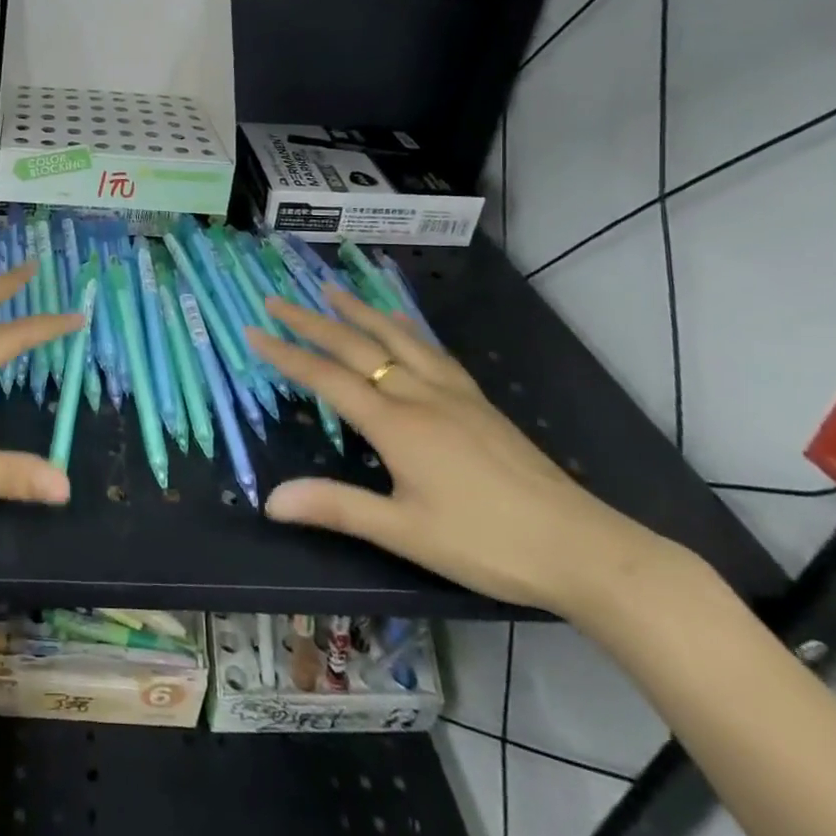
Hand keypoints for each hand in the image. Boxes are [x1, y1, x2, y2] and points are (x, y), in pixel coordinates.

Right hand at [249, 286, 668, 617]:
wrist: (583, 547)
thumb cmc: (486, 543)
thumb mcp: (406, 532)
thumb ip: (337, 507)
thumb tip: (270, 500)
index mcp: (396, 424)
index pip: (327, 379)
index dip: (286, 355)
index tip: (253, 331)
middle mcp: (419, 394)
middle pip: (355, 347)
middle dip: (311, 321)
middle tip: (276, 298)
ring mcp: (452, 393)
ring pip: (395, 338)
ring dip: (357, 311)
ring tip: (330, 288)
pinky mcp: (477, 400)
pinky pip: (431, 349)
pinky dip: (406, 327)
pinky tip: (400, 319)